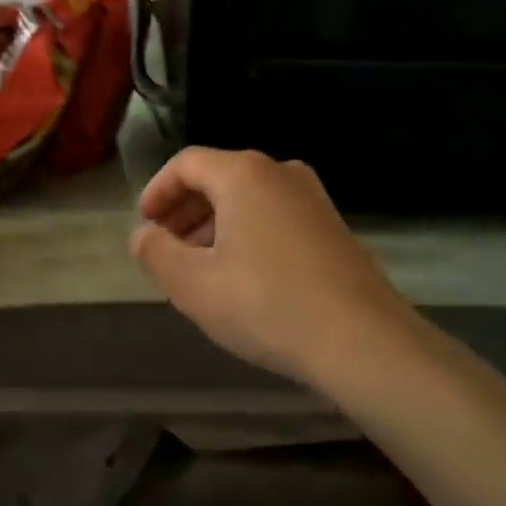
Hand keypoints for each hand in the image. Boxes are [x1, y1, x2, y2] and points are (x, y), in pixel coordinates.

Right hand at [129, 148, 425, 385]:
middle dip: (185, 210)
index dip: (157, 190)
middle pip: (219, 178)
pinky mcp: (332, 227)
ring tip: (199, 266)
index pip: (187, 163)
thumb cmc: (267, 305)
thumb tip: (143, 236)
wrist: (363, 341)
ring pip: (249, 199)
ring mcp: (313, 198)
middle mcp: (281, 173)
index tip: (144, 224)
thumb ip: (157, 254)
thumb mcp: (194, 285)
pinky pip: (275, 216)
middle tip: (166, 247)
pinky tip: (242, 276)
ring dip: (215, 225)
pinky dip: (247, 234)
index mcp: (244, 174)